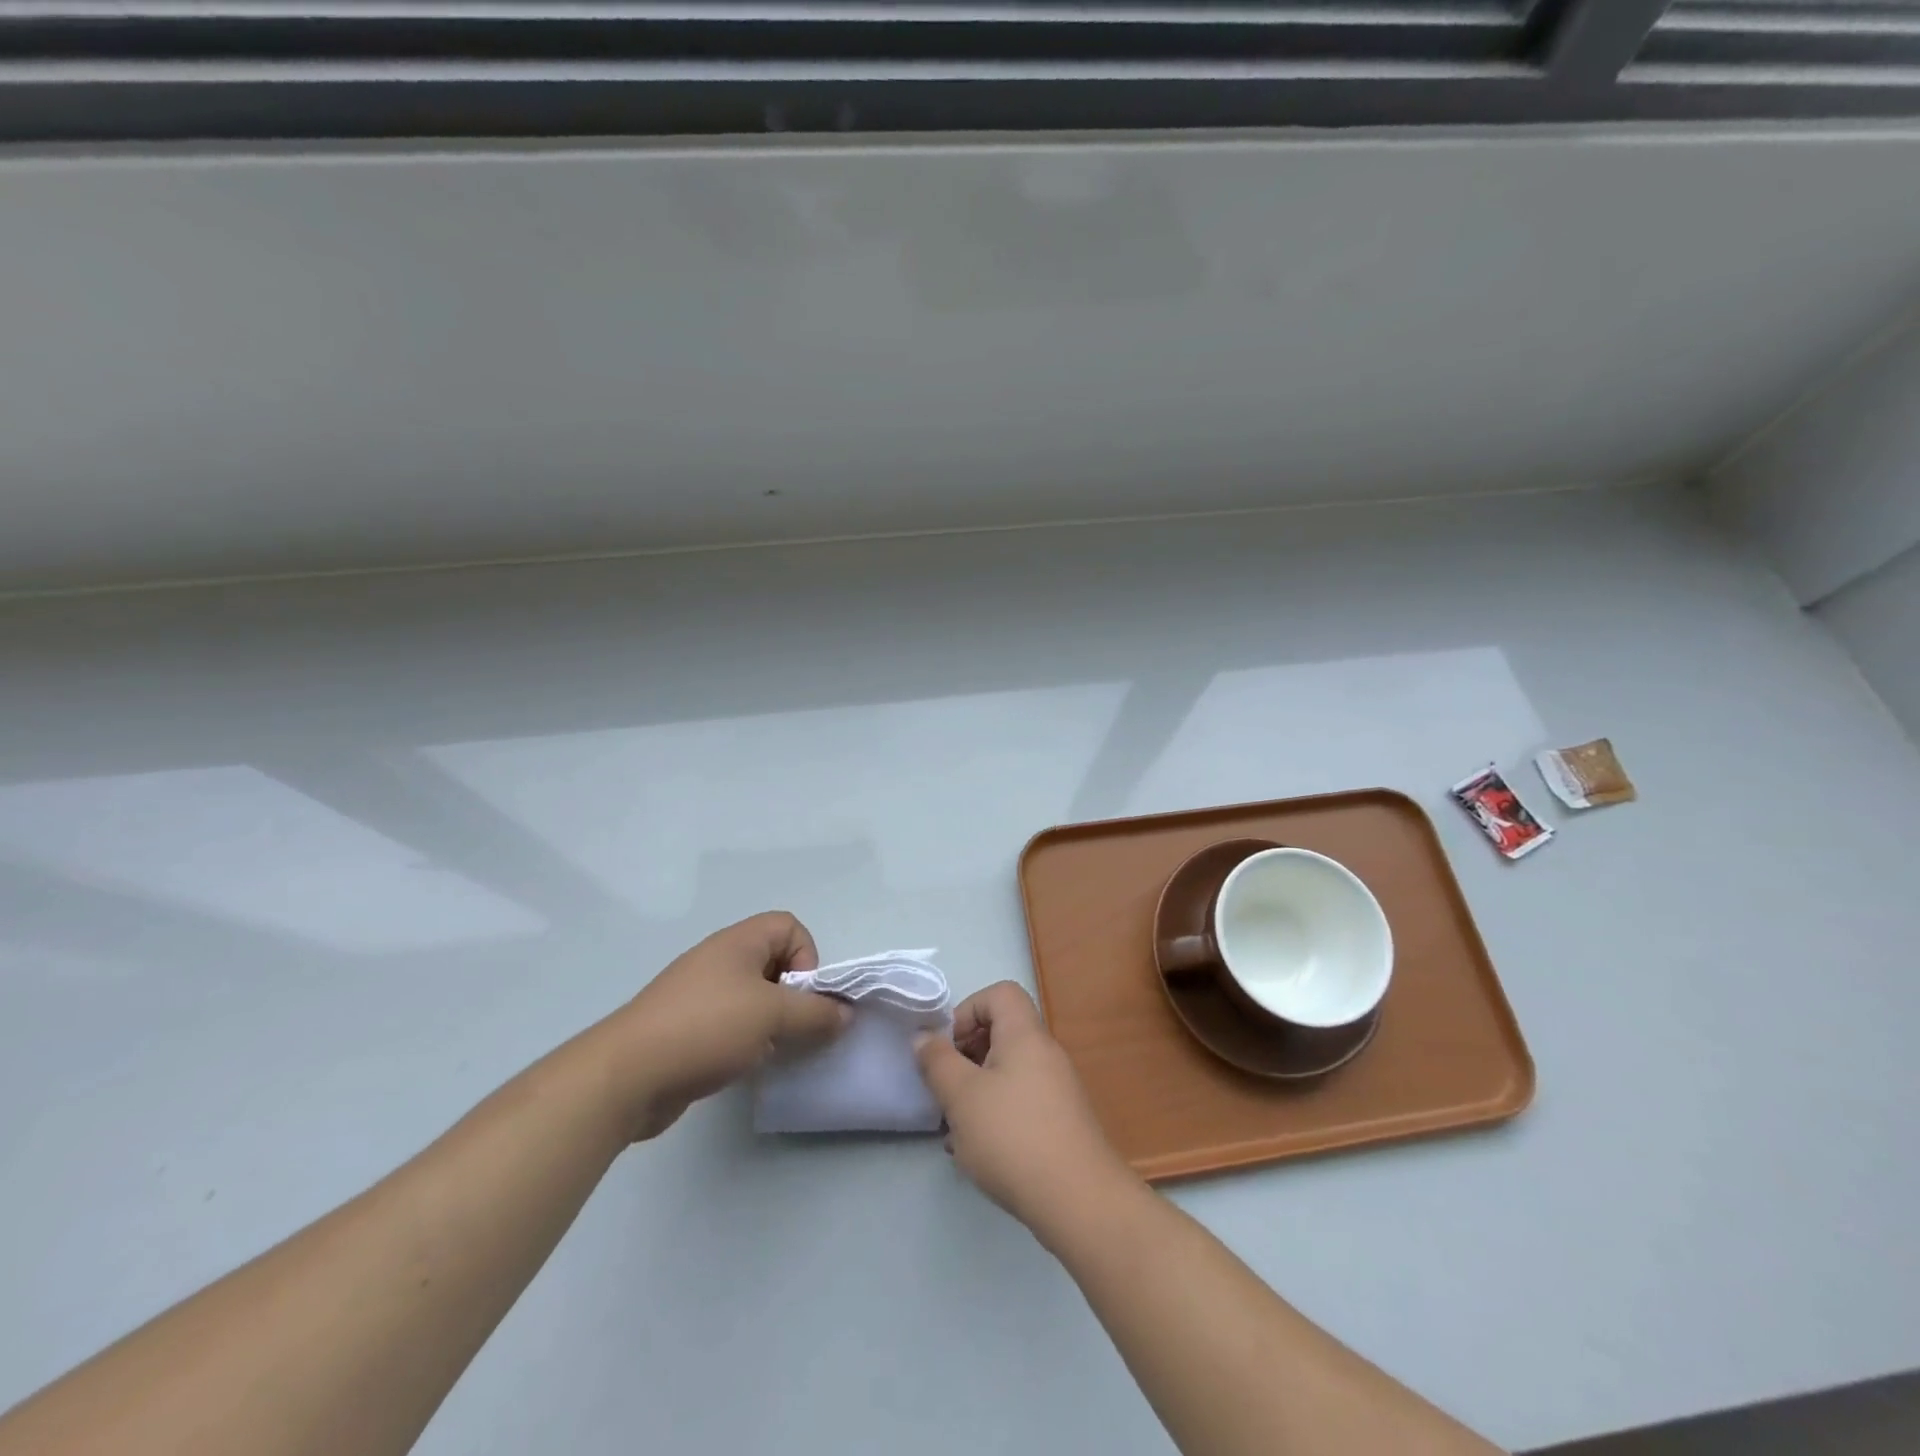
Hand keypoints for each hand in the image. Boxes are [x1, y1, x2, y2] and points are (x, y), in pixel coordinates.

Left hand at [602, 912, 850, 1141]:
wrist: (626, 1076)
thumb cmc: (707, 1028)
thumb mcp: (772, 1016)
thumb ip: (816, 1013)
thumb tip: (845, 1013)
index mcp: (738, 942)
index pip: (789, 927)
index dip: (807, 957)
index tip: (802, 996)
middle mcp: (719, 960)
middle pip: (774, 962)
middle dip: (793, 995)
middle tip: (793, 1028)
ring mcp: (700, 994)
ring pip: (754, 996)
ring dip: (772, 1022)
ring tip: (771, 1051)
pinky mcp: (687, 1028)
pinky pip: (731, 1023)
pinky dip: (747, 1040)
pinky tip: (743, 1065)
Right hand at [914, 982, 1134, 1239]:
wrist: (1080, 1202)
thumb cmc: (1014, 1137)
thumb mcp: (962, 1097)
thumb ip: (938, 1062)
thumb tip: (924, 1036)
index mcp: (1025, 1035)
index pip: (999, 994)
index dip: (968, 1010)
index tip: (947, 1048)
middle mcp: (1045, 1053)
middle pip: (1002, 1032)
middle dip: (966, 1056)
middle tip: (946, 1089)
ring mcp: (1057, 1089)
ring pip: (1008, 1072)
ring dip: (977, 1091)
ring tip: (956, 1128)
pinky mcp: (1061, 1122)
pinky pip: (1021, 1101)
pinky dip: (996, 1114)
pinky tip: (979, 1153)